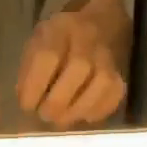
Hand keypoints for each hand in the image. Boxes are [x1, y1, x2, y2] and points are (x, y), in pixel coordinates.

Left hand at [17, 8, 126, 127]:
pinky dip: (98, 110)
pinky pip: (115, 94)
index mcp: (59, 29)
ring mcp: (107, 56)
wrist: (98, 27)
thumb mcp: (36, 45)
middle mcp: (87, 39)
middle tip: (45, 115)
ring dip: (78, 108)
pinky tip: (82, 116)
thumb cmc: (58, 43)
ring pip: (101, 82)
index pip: (48, 55)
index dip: (35, 85)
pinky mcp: (120, 75)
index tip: (26, 105)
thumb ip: (29, 69)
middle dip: (58, 100)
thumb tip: (28, 101)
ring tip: (62, 120)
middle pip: (78, 67)